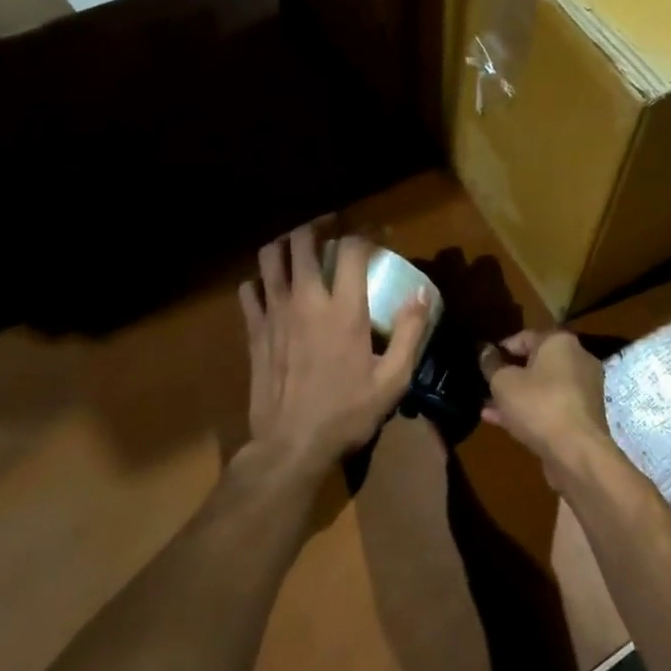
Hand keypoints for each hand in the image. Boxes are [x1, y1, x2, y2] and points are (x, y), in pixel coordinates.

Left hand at [239, 225, 428, 472]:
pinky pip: (249, 289)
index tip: (378, 233)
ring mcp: (275, 313)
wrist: (290, 446)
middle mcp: (306, 300)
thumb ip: (410, 333)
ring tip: (300, 247)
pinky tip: (272, 287)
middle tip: (334, 226)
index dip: (366, 231)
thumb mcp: (392, 380)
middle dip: (320, 225)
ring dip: (286, 243)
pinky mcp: (254, 330)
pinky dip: (260, 280)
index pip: (351, 248)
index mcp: (344, 310)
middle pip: (303, 240)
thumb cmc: (347, 413)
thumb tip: (422, 294)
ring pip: (270, 257)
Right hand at [479, 330, 613, 480]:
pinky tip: (502, 422)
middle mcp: (577, 359)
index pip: (524, 337)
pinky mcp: (583, 416)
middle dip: (508, 374)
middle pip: (535, 362)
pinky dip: (530, 410)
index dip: (500, 349)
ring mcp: (583, 389)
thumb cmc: (538, 405)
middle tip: (485, 385)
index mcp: (560, 342)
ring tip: (488, 405)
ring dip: (516, 395)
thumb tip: (485, 351)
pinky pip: (551, 406)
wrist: (577, 452)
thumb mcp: (503, 382)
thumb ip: (492, 365)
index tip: (482, 363)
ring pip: (542, 387)